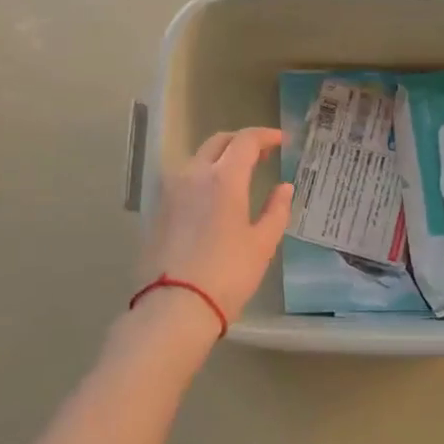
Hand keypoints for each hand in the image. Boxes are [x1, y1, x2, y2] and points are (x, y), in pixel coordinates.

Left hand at [134, 128, 293, 338]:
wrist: (174, 307)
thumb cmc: (227, 274)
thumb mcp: (262, 244)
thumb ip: (276, 210)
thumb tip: (284, 188)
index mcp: (223, 178)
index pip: (246, 141)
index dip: (266, 136)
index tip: (282, 141)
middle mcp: (193, 174)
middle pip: (218, 142)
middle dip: (241, 142)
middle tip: (262, 153)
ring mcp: (171, 191)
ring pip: (197, 159)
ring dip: (220, 157)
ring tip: (239, 174)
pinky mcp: (158, 209)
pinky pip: (184, 179)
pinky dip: (203, 176)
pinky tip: (214, 196)